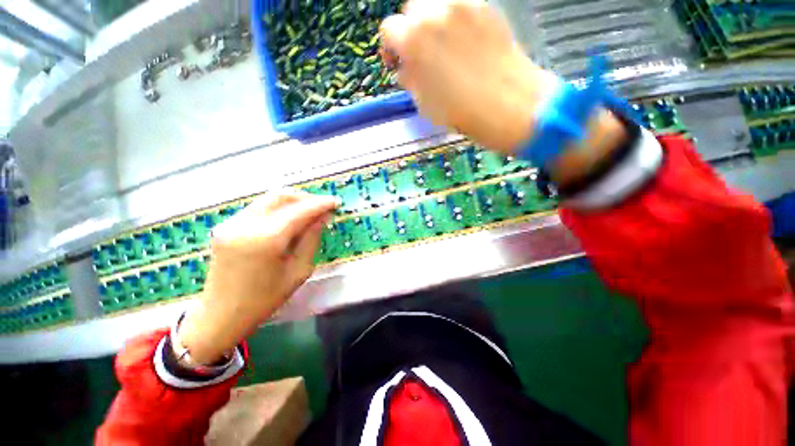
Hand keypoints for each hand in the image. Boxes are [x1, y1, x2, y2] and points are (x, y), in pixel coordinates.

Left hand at [178, 190, 337, 363]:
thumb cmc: (266, 299)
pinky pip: (258, 209)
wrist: (221, 315)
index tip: (336, 202)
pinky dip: (278, 209)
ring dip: (292, 202)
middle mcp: (246, 225)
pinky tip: (289, 220)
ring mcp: (232, 224)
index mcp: (266, 239)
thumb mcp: (299, 271)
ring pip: (268, 200)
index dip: (320, 204)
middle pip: (280, 196)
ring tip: (309, 212)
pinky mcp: (226, 227)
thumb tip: (322, 217)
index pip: (300, 211)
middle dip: (305, 198)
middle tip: (322, 206)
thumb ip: (311, 239)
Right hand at [381, 0, 627, 184]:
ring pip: (437, 2)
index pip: (390, 31)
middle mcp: (443, 15)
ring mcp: (469, 8)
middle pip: (413, 7)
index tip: (397, 67)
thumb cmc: (471, 118)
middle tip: (420, 59)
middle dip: (411, 33)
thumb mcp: (430, 106)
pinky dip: (454, 22)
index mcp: (423, 43)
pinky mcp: (491, 12)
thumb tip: (406, 66)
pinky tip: (464, 47)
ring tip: (443, 54)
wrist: (521, 112)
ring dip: (432, 25)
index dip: (390, 50)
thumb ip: (413, 80)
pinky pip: (461, 7)